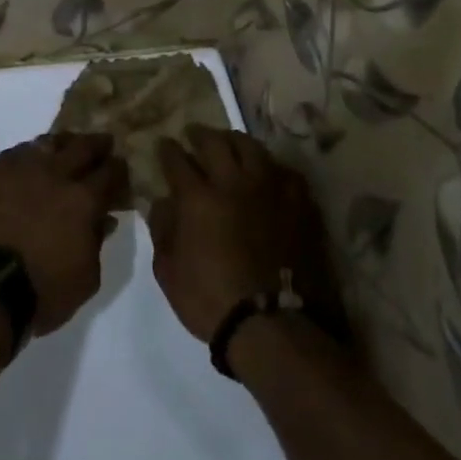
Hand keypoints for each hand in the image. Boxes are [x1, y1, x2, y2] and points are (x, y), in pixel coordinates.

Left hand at [0, 133, 129, 336]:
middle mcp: (56, 174)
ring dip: (65, 143)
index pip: (110, 172)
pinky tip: (35, 158)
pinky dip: (34, 151)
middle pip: (83, 146)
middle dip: (98, 145)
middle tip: (104, 145)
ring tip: (68, 148)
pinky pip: (20, 150)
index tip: (121, 169)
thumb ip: (97, 243)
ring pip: (50, 142)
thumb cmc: (41, 290)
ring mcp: (23, 168)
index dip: (119, 169)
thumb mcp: (86, 278)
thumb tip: (104, 219)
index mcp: (84, 199)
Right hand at [147, 127, 349, 351]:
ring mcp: (269, 190)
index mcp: (197, 198)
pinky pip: (284, 171)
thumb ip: (162, 230)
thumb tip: (163, 203)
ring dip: (234, 141)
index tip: (163, 144)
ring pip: (251, 148)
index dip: (167, 150)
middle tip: (193, 133)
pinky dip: (270, 166)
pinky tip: (266, 171)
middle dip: (199, 134)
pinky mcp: (298, 204)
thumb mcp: (168, 271)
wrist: (272, 326)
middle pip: (215, 142)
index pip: (177, 160)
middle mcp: (233, 183)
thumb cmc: (210, 301)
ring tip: (229, 142)